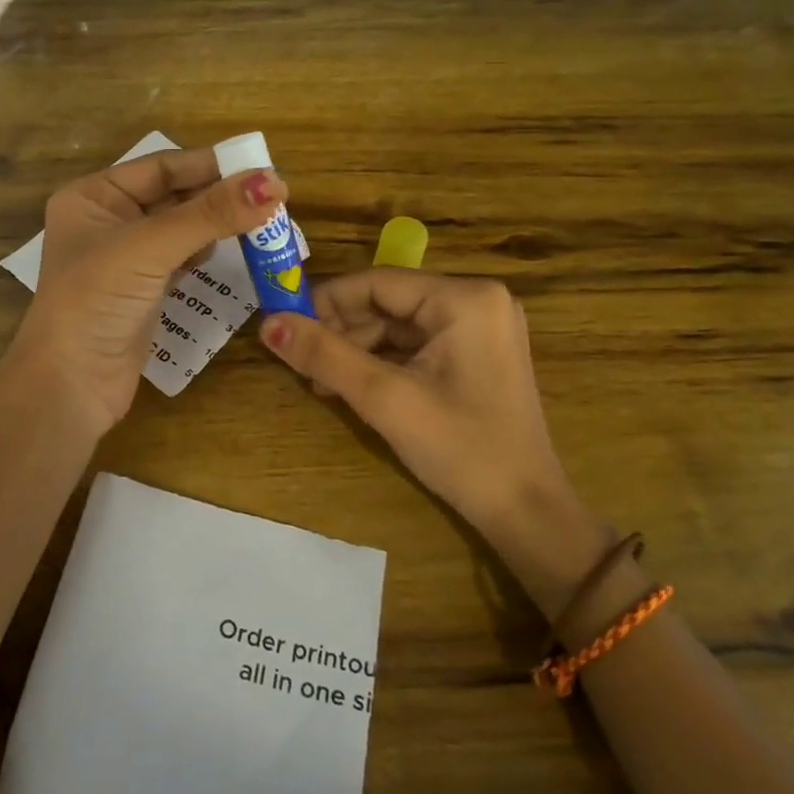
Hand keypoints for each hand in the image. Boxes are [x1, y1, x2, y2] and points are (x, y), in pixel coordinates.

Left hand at [10, 148, 285, 435]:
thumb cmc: (96, 301)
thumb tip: (273, 182)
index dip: (210, 164)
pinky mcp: (143, 291)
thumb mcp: (150, 248)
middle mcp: (107, 220)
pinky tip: (230, 250)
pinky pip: (181, 259)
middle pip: (173, 196)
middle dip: (218, 195)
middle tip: (272, 195)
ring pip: (181, 228)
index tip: (262, 166)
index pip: (161, 167)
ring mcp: (125, 259)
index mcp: (93, 197)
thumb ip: (210, 214)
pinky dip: (206, 253)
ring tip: (261, 220)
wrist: (70, 386)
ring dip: (216, 224)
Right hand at [259, 270, 609, 610]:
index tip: (283, 325)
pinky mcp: (477, 354)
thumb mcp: (385, 399)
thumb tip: (268, 324)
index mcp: (465, 298)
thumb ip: (324, 356)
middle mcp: (477, 300)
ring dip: (357, 349)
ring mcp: (481, 328)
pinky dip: (383, 362)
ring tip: (321, 383)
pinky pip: (417, 345)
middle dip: (341, 331)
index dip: (325, 302)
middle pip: (388, 302)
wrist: (525, 511)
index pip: (376, 282)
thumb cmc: (460, 449)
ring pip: (399, 325)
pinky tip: (352, 386)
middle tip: (301, 363)